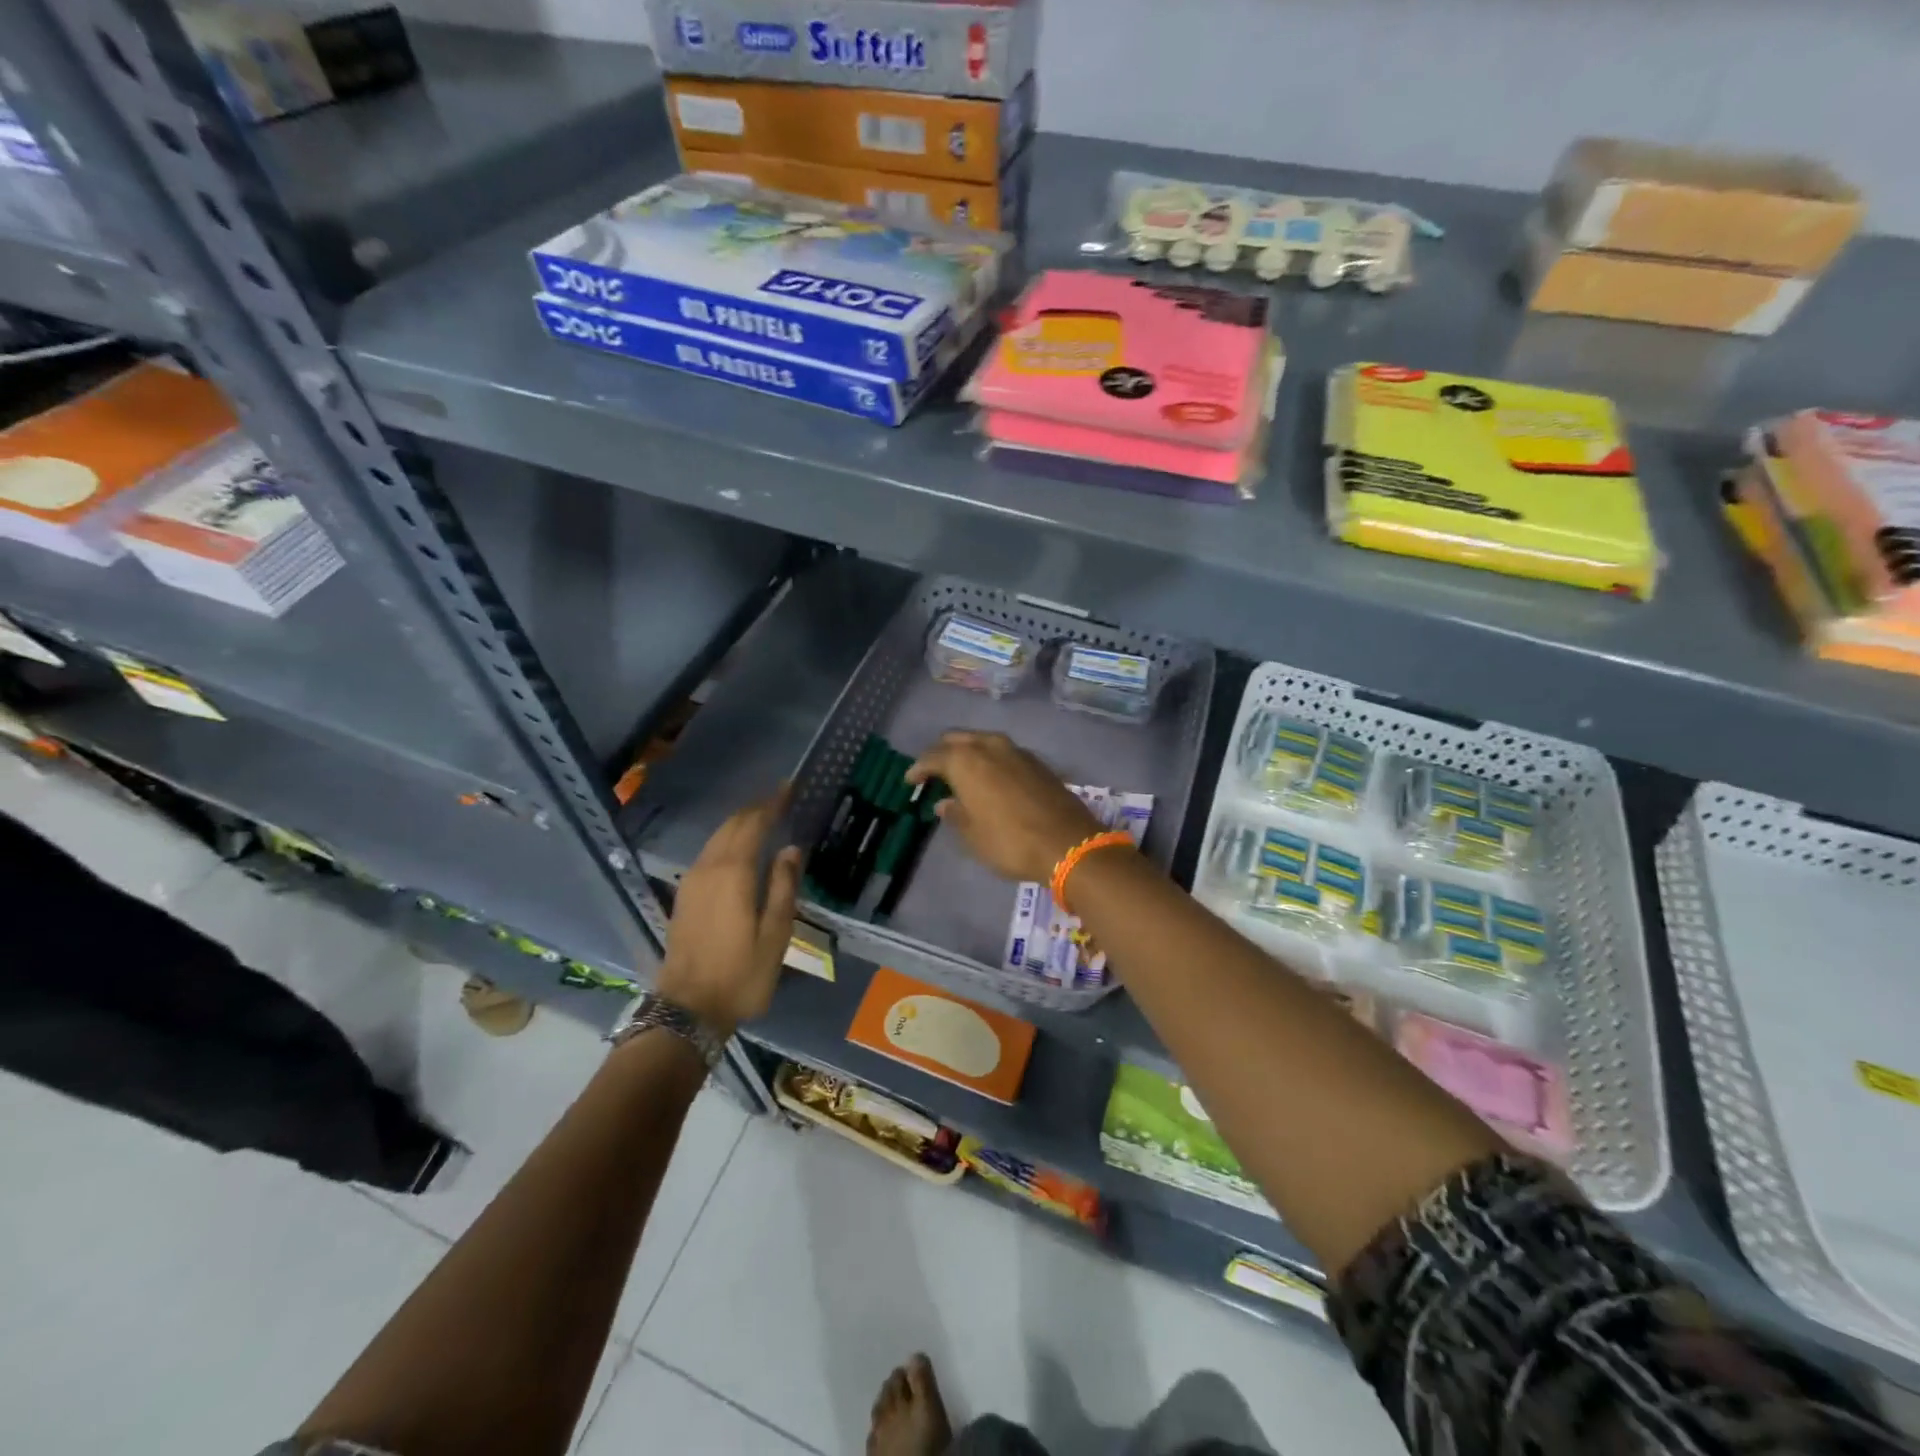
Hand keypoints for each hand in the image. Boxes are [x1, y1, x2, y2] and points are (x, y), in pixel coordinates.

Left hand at [656, 787, 801, 1034]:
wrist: (687, 1009)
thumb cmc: (740, 974)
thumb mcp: (775, 935)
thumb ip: (784, 887)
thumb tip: (791, 849)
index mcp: (734, 874)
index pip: (752, 825)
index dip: (771, 804)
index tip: (789, 789)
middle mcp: (708, 869)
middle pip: (731, 826)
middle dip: (755, 809)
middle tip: (779, 799)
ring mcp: (691, 882)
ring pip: (716, 838)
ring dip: (739, 824)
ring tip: (762, 818)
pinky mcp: (684, 896)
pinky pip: (708, 854)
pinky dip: (726, 841)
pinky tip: (737, 849)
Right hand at [906, 731, 1104, 882]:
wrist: (1068, 844)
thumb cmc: (1010, 842)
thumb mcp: (973, 836)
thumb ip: (955, 814)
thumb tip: (945, 803)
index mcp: (966, 761)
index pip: (933, 757)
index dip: (918, 769)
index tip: (910, 781)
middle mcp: (990, 746)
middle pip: (957, 739)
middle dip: (943, 753)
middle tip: (934, 773)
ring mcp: (1017, 751)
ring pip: (983, 741)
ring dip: (969, 753)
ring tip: (961, 774)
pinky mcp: (1038, 762)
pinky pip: (1003, 752)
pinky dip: (991, 760)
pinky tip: (990, 779)